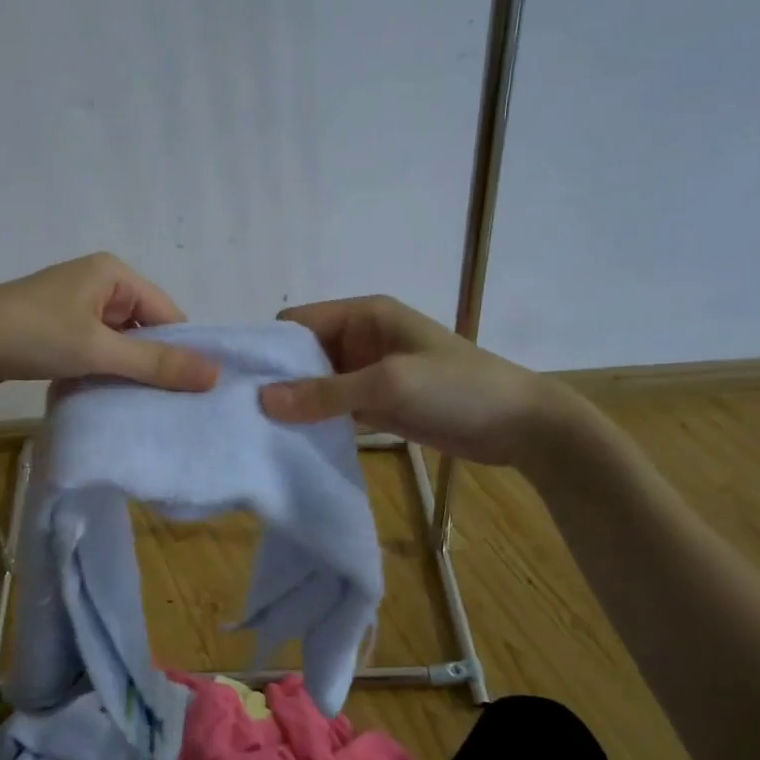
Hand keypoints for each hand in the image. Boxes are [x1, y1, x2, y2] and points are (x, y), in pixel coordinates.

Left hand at [0, 253, 219, 395]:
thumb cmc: (30, 335)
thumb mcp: (98, 349)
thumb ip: (155, 362)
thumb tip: (215, 373)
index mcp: (114, 274)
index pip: (168, 313)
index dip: (183, 350)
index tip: (196, 393)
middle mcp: (98, 285)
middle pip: (145, 329)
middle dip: (155, 364)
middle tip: (174, 408)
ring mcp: (75, 309)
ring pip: (120, 345)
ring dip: (128, 373)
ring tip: (146, 410)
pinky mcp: (57, 333)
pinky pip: (95, 353)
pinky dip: (103, 374)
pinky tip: (110, 402)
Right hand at [260, 296, 570, 467]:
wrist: (520, 426)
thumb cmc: (458, 389)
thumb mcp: (390, 384)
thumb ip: (326, 392)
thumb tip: (264, 399)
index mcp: (364, 315)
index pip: (298, 322)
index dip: (269, 347)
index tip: (238, 382)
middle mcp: (360, 338)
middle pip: (303, 354)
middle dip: (277, 380)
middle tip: (243, 415)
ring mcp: (369, 372)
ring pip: (316, 384)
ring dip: (295, 404)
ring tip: (259, 434)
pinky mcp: (378, 403)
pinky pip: (334, 407)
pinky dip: (316, 421)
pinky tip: (292, 443)